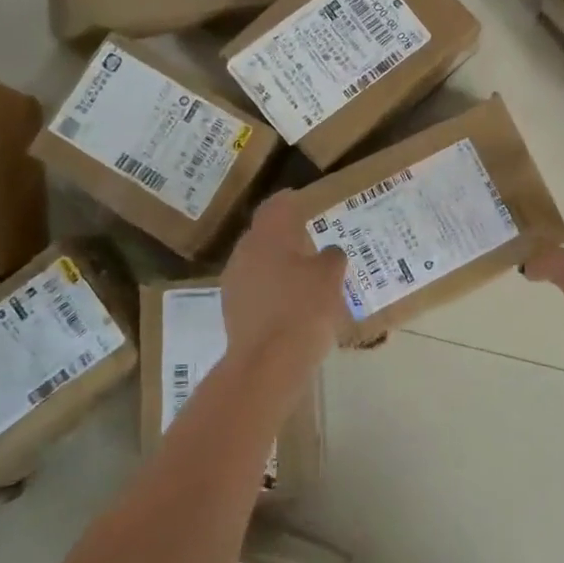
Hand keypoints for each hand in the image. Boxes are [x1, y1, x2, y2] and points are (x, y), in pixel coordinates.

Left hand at [219, 190, 348, 372]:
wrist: (267, 363)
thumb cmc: (303, 309)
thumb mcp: (330, 277)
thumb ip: (331, 257)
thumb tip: (328, 253)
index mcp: (267, 235)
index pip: (275, 206)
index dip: (288, 200)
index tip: (301, 199)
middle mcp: (244, 252)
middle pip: (264, 234)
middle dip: (284, 235)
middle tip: (309, 239)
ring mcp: (234, 282)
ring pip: (257, 262)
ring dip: (277, 264)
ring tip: (303, 273)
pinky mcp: (232, 311)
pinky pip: (255, 289)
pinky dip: (271, 289)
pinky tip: (290, 302)